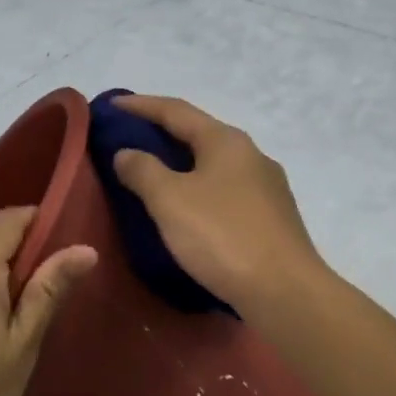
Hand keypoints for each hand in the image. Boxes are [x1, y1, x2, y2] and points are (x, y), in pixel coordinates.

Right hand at [109, 94, 322, 313]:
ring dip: (182, 166)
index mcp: (226, 141)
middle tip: (127, 140)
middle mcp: (251, 155)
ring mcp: (267, 188)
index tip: (111, 105)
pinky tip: (188, 210)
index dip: (140, 105)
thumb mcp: (170, 200)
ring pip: (214, 166)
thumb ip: (143, 170)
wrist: (284, 290)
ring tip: (152, 176)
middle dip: (162, 135)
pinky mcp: (272, 219)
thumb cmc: (222, 237)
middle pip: (199, 135)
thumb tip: (127, 152)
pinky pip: (226, 193)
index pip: (176, 110)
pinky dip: (199, 191)